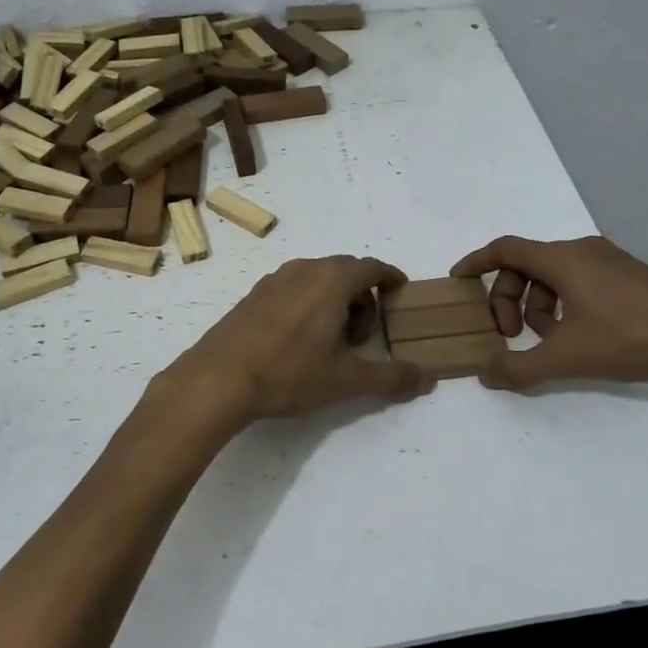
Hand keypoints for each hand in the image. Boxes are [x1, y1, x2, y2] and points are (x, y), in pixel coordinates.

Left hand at [167, 256, 434, 424]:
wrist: (218, 379)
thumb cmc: (289, 373)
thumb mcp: (346, 380)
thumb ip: (391, 377)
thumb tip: (429, 379)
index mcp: (331, 280)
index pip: (372, 267)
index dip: (391, 278)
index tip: (401, 292)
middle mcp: (303, 269)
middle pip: (345, 271)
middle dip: (363, 297)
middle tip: (363, 337)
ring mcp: (273, 280)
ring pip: (316, 278)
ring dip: (334, 300)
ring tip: (330, 341)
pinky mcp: (252, 295)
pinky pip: (292, 288)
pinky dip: (307, 303)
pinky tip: (297, 341)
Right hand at [450, 236, 647, 389]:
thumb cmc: (632, 336)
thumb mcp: (568, 357)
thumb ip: (520, 367)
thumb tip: (485, 373)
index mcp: (562, 259)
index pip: (504, 249)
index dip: (476, 263)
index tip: (458, 280)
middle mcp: (581, 251)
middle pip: (525, 265)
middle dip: (508, 299)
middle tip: (510, 335)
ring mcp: (607, 261)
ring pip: (552, 276)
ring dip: (537, 307)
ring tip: (549, 343)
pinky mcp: (627, 276)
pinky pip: (577, 282)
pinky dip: (563, 305)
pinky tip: (578, 338)